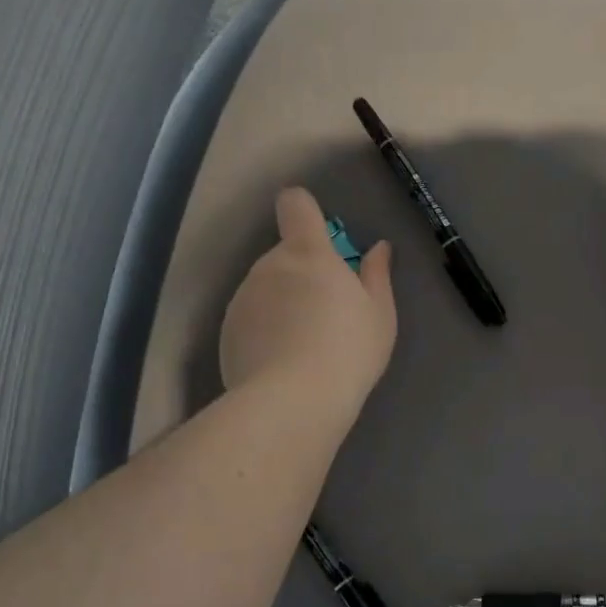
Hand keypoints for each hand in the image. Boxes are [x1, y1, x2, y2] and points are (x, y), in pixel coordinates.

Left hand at [220, 187, 396, 420]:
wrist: (294, 401)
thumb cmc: (349, 350)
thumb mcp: (379, 314)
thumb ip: (377, 275)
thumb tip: (379, 248)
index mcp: (308, 253)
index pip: (295, 205)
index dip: (304, 210)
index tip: (317, 232)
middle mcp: (268, 266)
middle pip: (284, 255)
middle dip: (302, 274)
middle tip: (327, 314)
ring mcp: (242, 298)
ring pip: (265, 289)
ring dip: (282, 304)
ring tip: (304, 346)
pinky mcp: (226, 332)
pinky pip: (251, 320)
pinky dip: (264, 332)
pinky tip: (282, 364)